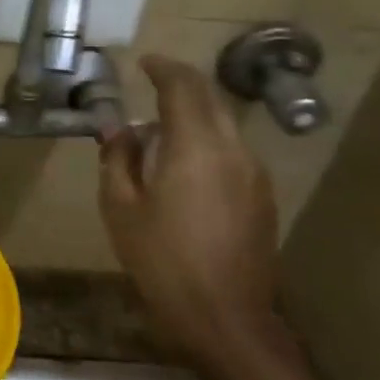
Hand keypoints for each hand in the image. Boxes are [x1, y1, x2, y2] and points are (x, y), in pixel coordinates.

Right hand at [97, 54, 289, 371]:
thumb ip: (118, 159)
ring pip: (223, 126)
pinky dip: (207, 142)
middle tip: (153, 84)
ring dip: (194, 116)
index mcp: (195, 147)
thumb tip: (119, 130)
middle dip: (182, 86)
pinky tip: (184, 167)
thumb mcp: (121, 208)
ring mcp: (254, 174)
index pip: (183, 87)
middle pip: (210, 100)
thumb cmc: (161, 260)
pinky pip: (232, 152)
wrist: (224, 315)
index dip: (164, 69)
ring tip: (160, 132)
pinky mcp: (262, 197)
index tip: (145, 63)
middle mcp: (232, 150)